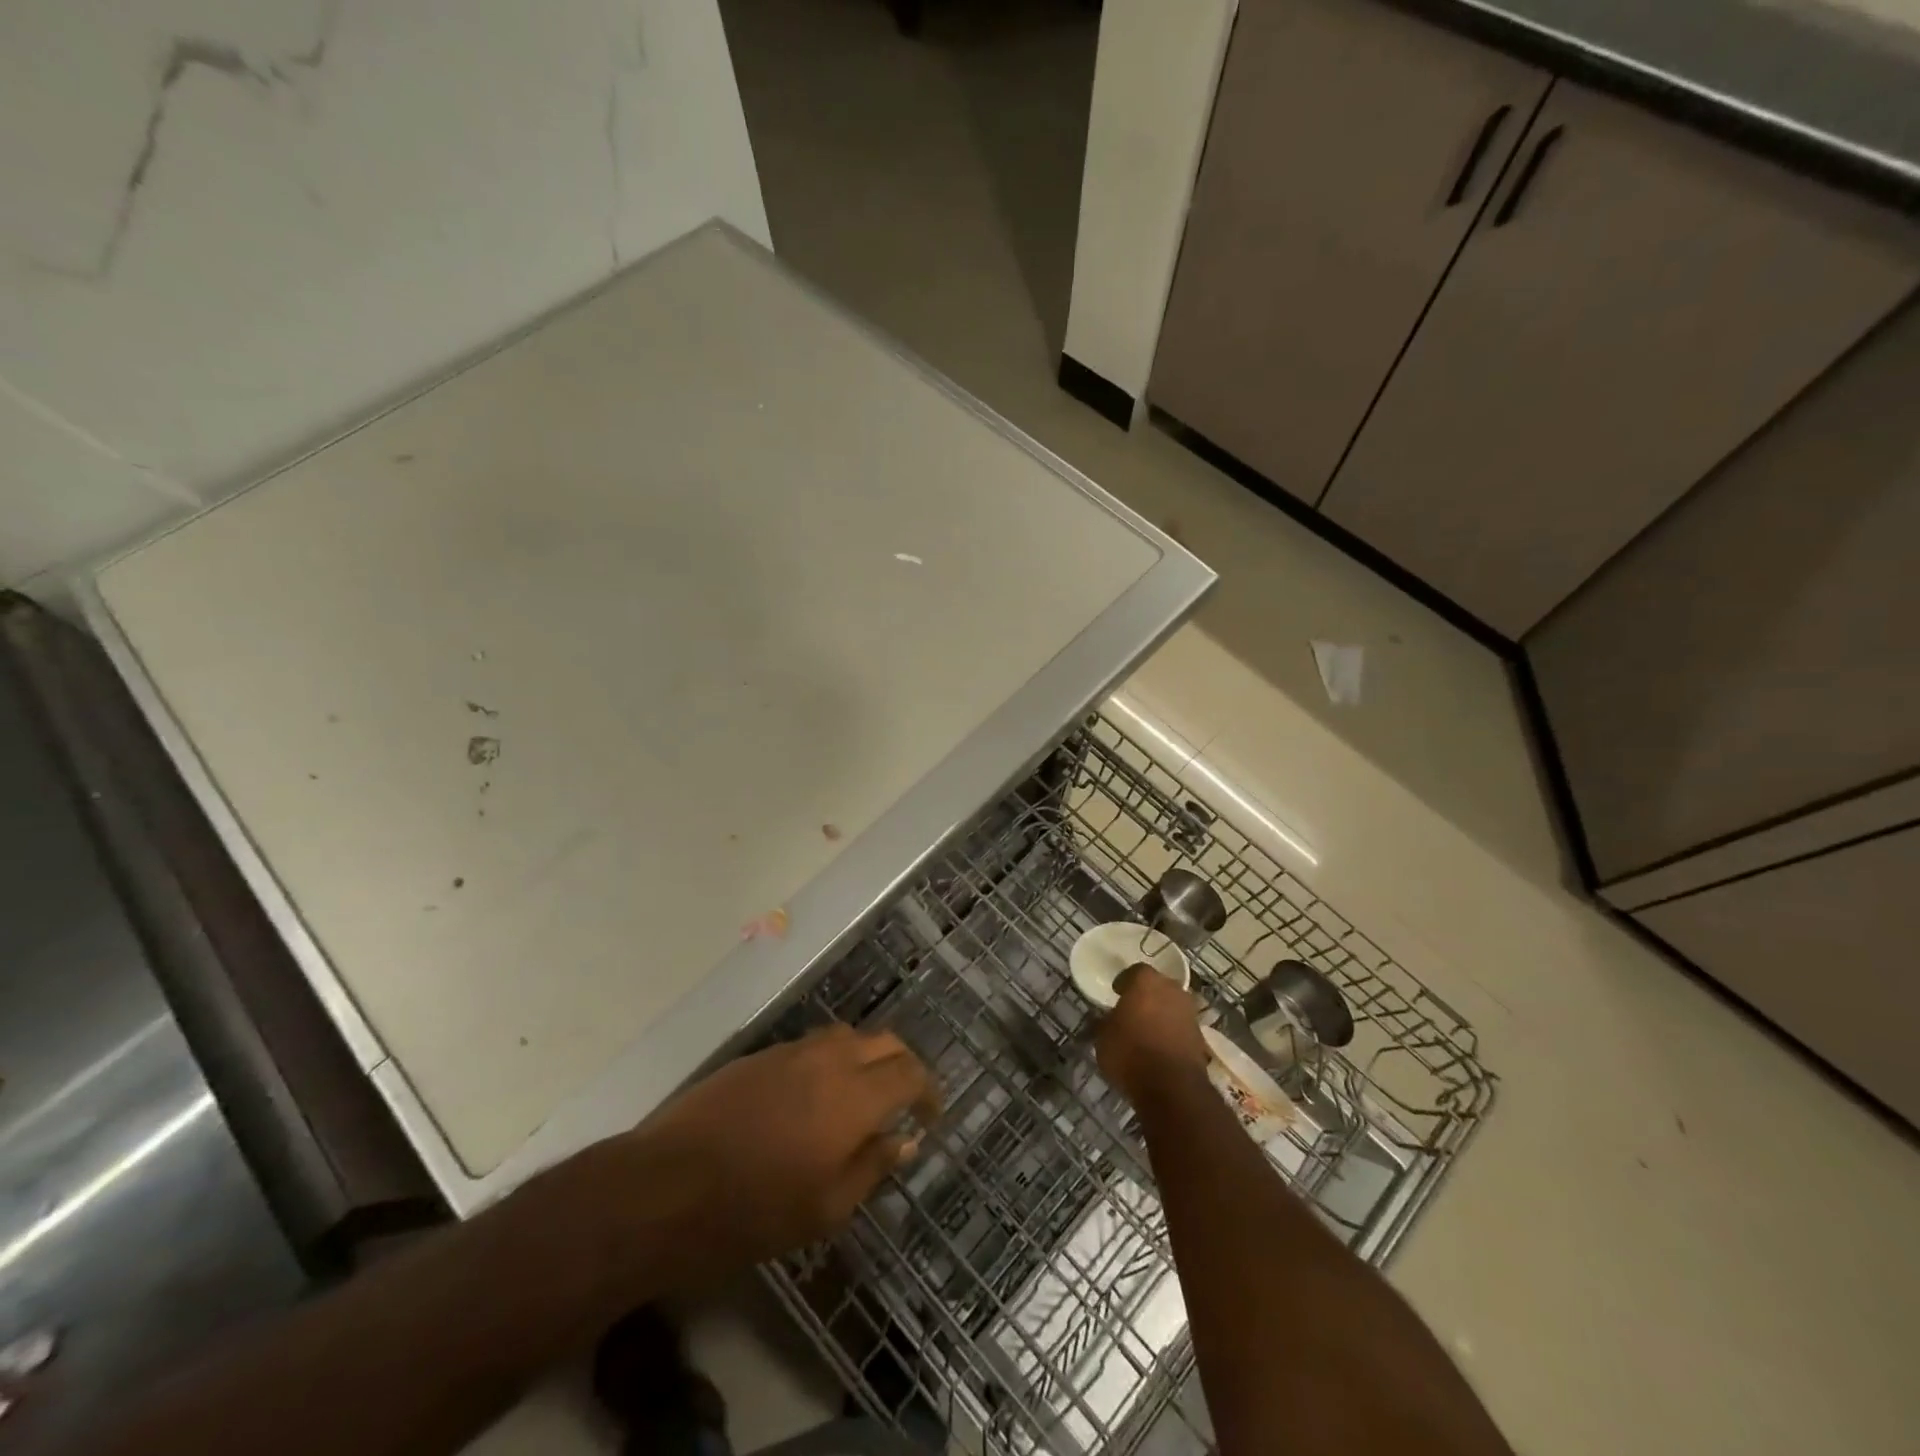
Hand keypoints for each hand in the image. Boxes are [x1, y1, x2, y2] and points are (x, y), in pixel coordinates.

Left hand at [630, 1025, 938, 1272]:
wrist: (666, 1186)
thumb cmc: (752, 1211)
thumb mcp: (825, 1209)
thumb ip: (872, 1166)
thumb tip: (904, 1140)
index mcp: (853, 1095)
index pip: (910, 1072)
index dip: (928, 1090)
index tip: (929, 1116)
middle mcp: (829, 1059)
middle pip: (884, 1041)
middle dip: (903, 1065)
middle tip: (903, 1100)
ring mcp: (791, 1052)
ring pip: (846, 1036)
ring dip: (866, 1057)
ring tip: (861, 1095)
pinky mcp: (760, 1056)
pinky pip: (811, 1045)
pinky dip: (830, 1060)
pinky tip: (815, 1096)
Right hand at [1097, 963, 1210, 1106]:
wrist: (1172, 1087)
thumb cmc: (1130, 1053)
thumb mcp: (1103, 1037)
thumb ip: (1106, 1022)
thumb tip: (1106, 1020)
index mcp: (1146, 981)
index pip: (1135, 971)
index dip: (1125, 982)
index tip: (1117, 993)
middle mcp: (1172, 990)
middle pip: (1158, 986)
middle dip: (1146, 996)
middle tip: (1132, 1010)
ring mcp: (1190, 1013)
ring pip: (1172, 1006)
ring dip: (1161, 1015)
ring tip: (1146, 1031)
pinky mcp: (1201, 1038)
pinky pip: (1181, 1027)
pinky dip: (1171, 1033)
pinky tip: (1159, 1047)